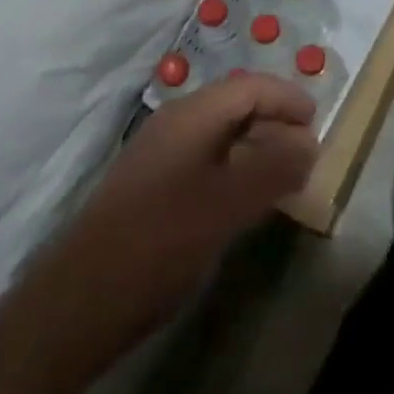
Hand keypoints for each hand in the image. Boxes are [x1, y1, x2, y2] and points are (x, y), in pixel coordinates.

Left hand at [55, 73, 318, 341]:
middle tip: (306, 149)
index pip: (251, 87)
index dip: (288, 99)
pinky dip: (234, 168)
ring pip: (220, 135)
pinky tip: (243, 200)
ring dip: (256, 146)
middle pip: (235, 105)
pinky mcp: (149, 189)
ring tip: (284, 175)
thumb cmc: (160, 243)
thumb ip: (275, 169)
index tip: (317, 121)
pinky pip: (204, 160)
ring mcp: (158, 156)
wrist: (75, 307)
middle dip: (275, 120)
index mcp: (192, 116)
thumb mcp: (228, 205)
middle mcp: (175, 124)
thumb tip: (309, 144)